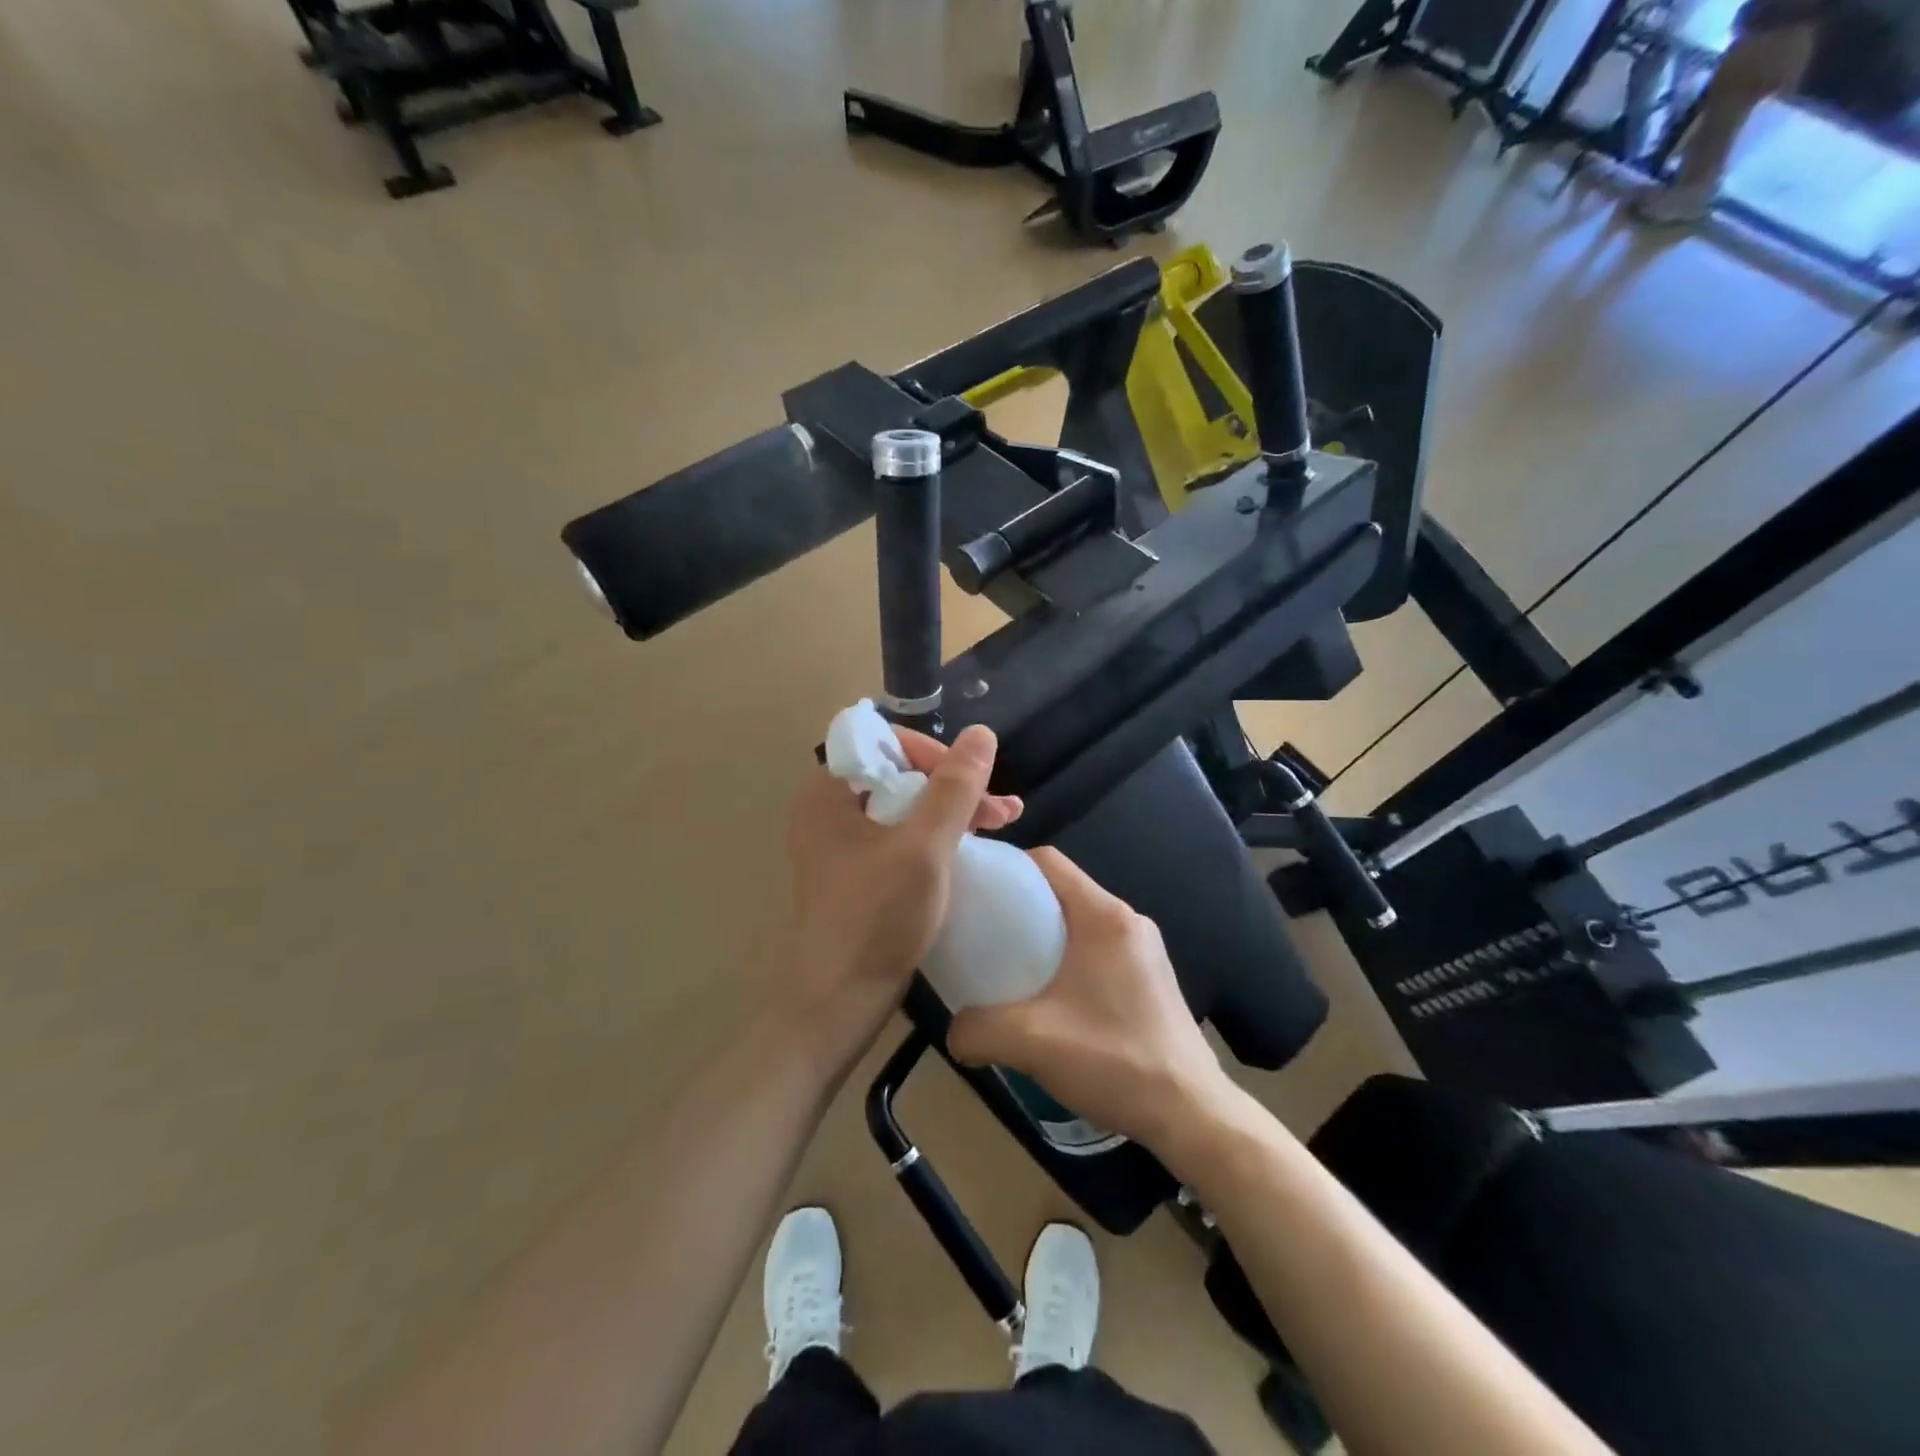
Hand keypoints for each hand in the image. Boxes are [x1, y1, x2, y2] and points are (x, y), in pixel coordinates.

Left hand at [781, 724, 1020, 1048]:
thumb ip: (955, 788)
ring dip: (954, 809)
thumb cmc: (876, 918)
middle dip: (953, 784)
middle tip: (1000, 807)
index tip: (967, 779)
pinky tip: (976, 844)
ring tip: (1006, 820)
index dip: (930, 751)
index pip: (881, 741)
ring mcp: (842, 845)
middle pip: (898, 773)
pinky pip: (901, 836)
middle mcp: (828, 811)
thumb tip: (982, 733)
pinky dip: (938, 836)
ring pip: (905, 806)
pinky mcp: (859, 873)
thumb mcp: (924, 847)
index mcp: (827, 793)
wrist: (839, 1003)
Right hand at [947, 848, 1234, 1151]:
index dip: (1006, 867)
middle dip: (1019, 905)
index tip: (975, 892)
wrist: (1192, 1115)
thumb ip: (978, 1030)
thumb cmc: (1115, 1061)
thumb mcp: (1032, 1042)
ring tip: (1009, 969)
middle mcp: (1128, 920)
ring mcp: (1144, 949)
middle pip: (1061, 891)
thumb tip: (953, 1032)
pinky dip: (1067, 959)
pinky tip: (1050, 1000)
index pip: (1048, 861)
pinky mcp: (1151, 978)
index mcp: (1104, 916)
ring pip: (1079, 922)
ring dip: (1043, 936)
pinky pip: (1097, 949)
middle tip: (983, 935)